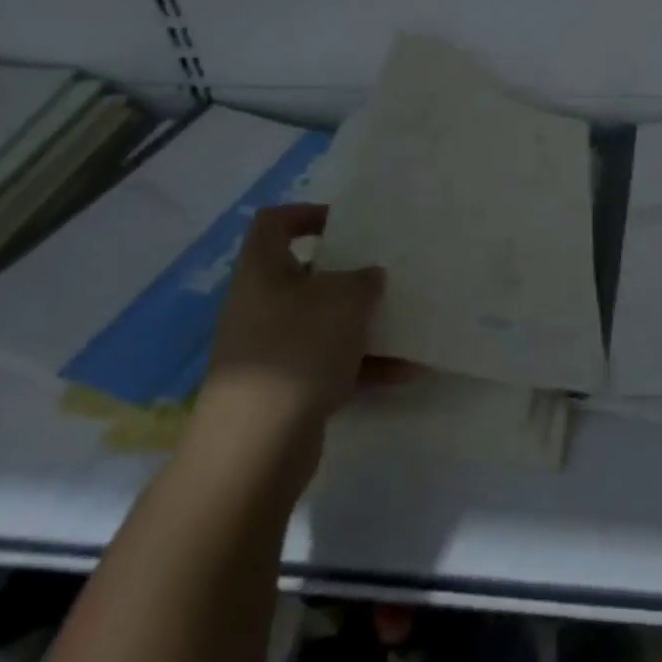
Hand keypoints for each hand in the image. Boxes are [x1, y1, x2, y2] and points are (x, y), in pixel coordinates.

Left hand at [198, 204, 394, 434]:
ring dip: (362, 323)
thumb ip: (364, 280)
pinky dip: (363, 365)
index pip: (274, 224)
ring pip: (321, 323)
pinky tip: (406, 371)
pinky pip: (329, 364)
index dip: (307, 214)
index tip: (347, 221)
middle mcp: (260, 306)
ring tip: (406, 320)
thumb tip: (369, 276)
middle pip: (305, 275)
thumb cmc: (298, 349)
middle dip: (347, 273)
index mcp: (263, 271)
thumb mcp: (345, 301)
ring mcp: (270, 351)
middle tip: (386, 269)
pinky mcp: (284, 390)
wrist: (256, 448)